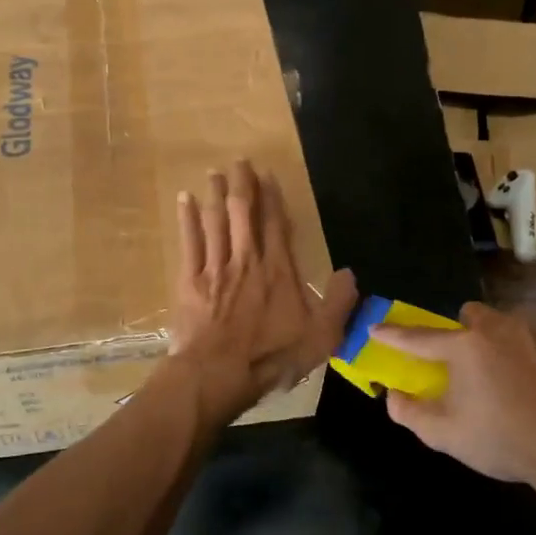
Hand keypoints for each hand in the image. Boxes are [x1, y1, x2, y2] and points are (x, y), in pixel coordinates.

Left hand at [170, 160, 356, 424]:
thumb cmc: (271, 356)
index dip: (272, 197)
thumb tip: (350, 273)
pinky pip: (189, 240)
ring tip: (215, 173)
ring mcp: (215, 267)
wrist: (218, 373)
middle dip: (242, 184)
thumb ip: (338, 303)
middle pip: (243, 212)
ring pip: (215, 220)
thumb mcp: (320, 337)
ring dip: (215, 194)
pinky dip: (187, 218)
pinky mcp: (190, 280)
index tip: (267, 175)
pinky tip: (185, 199)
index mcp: (277, 269)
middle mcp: (246, 258)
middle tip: (239, 161)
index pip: (276, 223)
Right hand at [372, 302, 535, 533]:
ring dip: (491, 339)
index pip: (418, 337)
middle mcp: (496, 328)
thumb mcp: (445, 435)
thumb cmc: (502, 441)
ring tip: (497, 373)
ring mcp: (531, 333)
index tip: (375, 328)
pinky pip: (528, 338)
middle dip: (459, 332)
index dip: (393, 335)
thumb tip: (393, 395)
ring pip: (500, 322)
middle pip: (467, 316)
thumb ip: (409, 412)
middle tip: (460, 364)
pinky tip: (528, 382)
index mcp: (464, 347)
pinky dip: (520, 352)